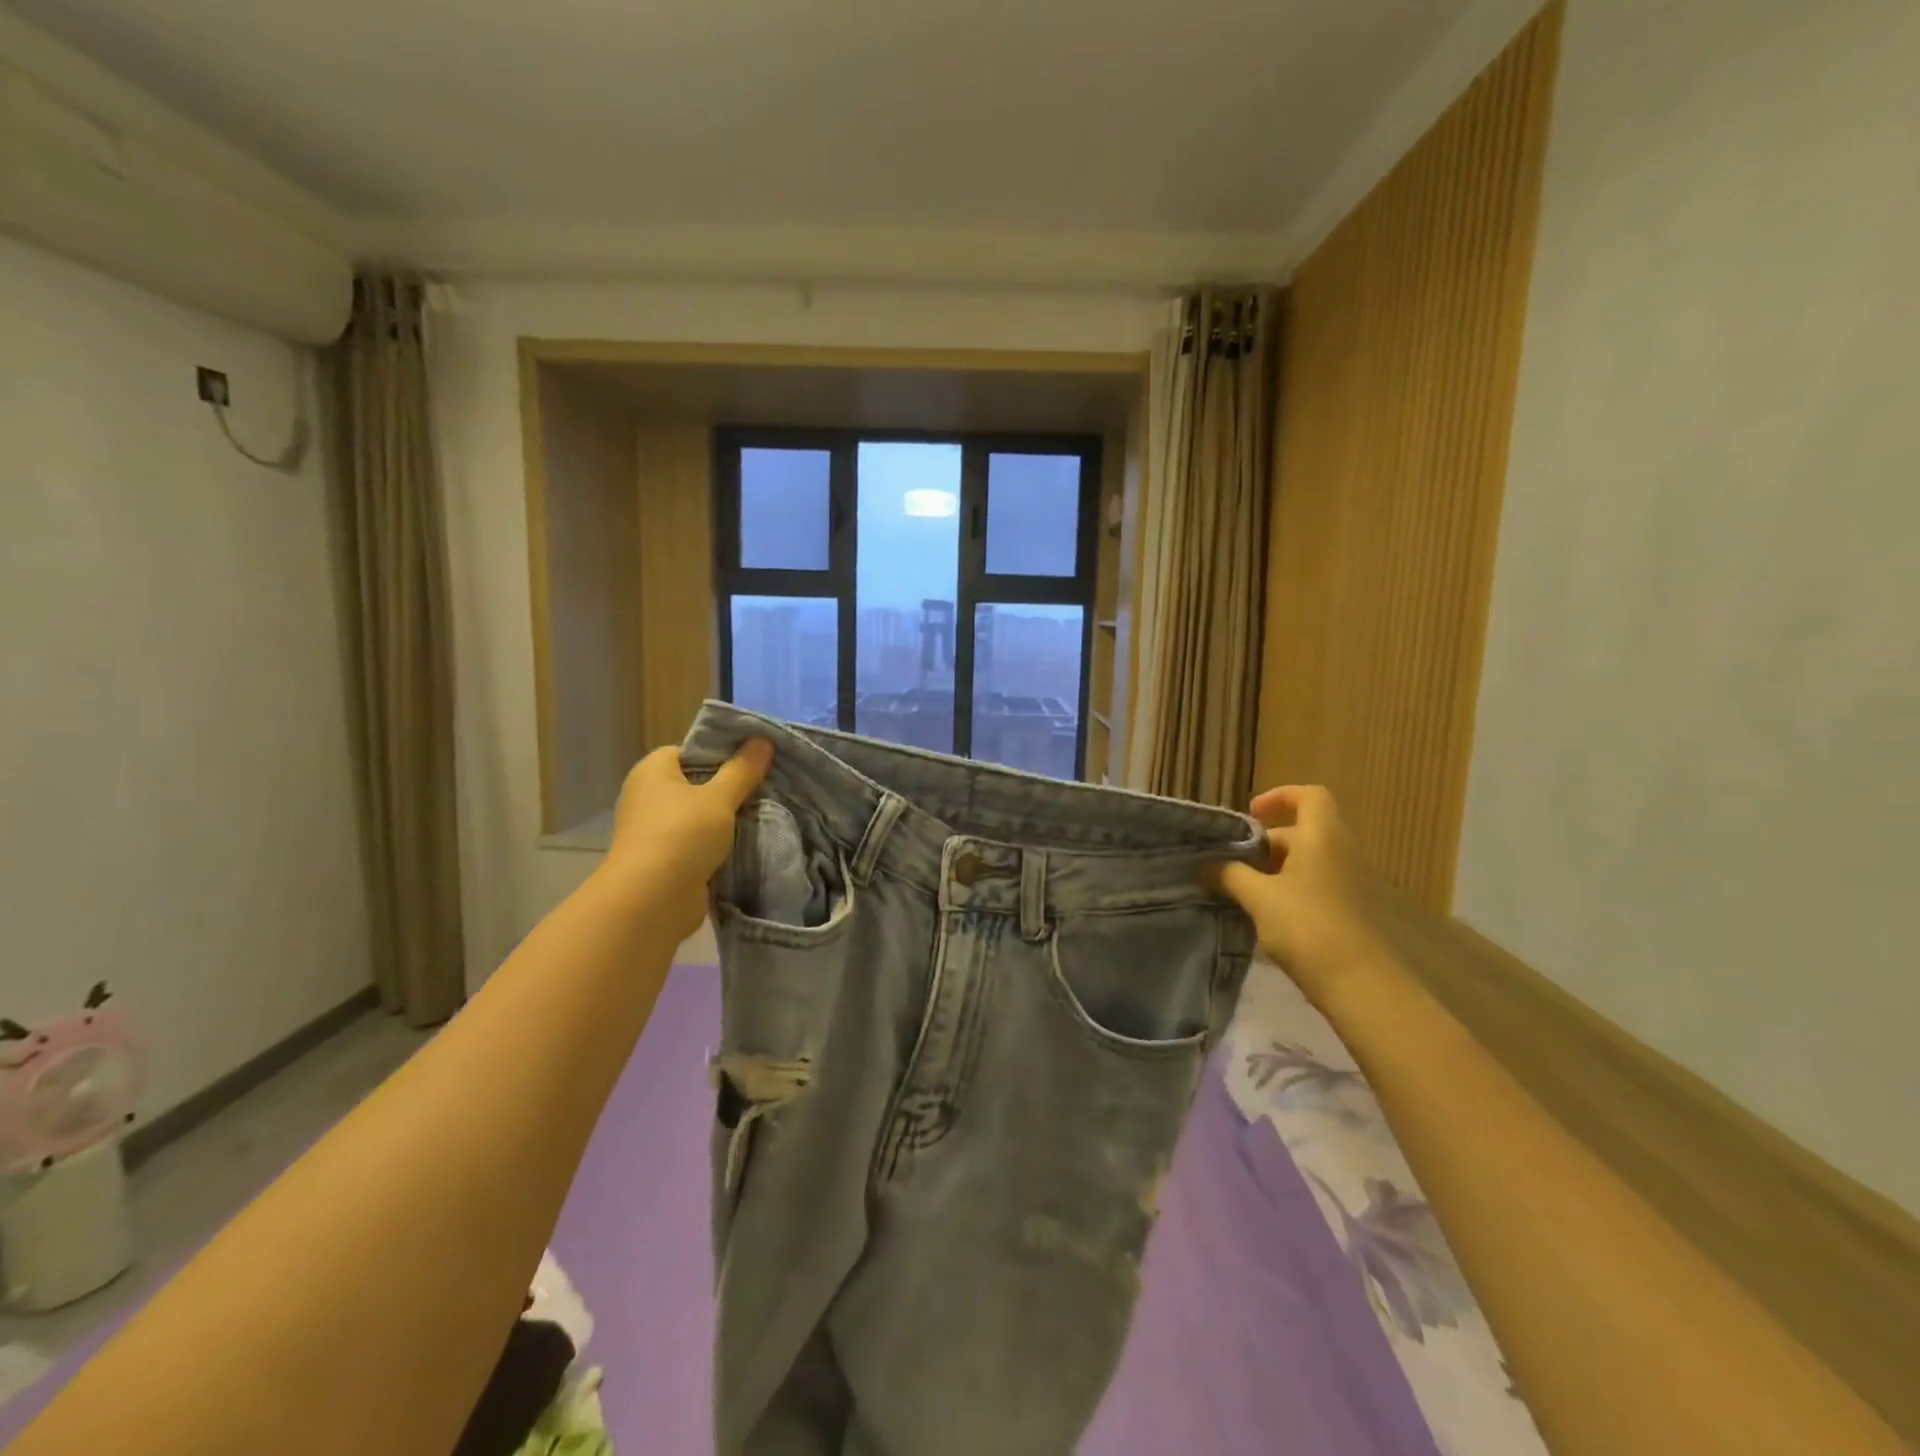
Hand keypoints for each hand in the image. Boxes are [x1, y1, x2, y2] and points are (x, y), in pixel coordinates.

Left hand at [603, 739, 773, 938]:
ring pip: (700, 815)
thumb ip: (743, 769)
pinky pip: (698, 841)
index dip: (721, 753)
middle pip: (697, 783)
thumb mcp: (720, 797)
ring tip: (765, 812)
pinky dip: (719, 843)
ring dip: (727, 818)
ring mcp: (655, 829)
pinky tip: (749, 841)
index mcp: (653, 770)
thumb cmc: (681, 835)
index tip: (753, 761)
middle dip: (729, 787)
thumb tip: (763, 739)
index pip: (690, 750)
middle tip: (767, 785)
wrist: (652, 901)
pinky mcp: (665, 859)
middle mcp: (648, 795)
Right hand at [1211, 785, 1392, 1008]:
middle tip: (1232, 864)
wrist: (1360, 984)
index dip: (1279, 796)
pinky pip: (1314, 885)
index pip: (1309, 795)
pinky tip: (1265, 916)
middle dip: (1264, 844)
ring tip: (1242, 892)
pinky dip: (1288, 890)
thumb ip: (1229, 874)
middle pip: (1301, 831)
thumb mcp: (1258, 897)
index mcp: (1322, 836)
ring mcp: (1348, 882)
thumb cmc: (1307, 926)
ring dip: (1273, 870)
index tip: (1250, 815)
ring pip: (1306, 861)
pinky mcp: (1348, 910)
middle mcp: (1340, 851)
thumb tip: (1205, 863)